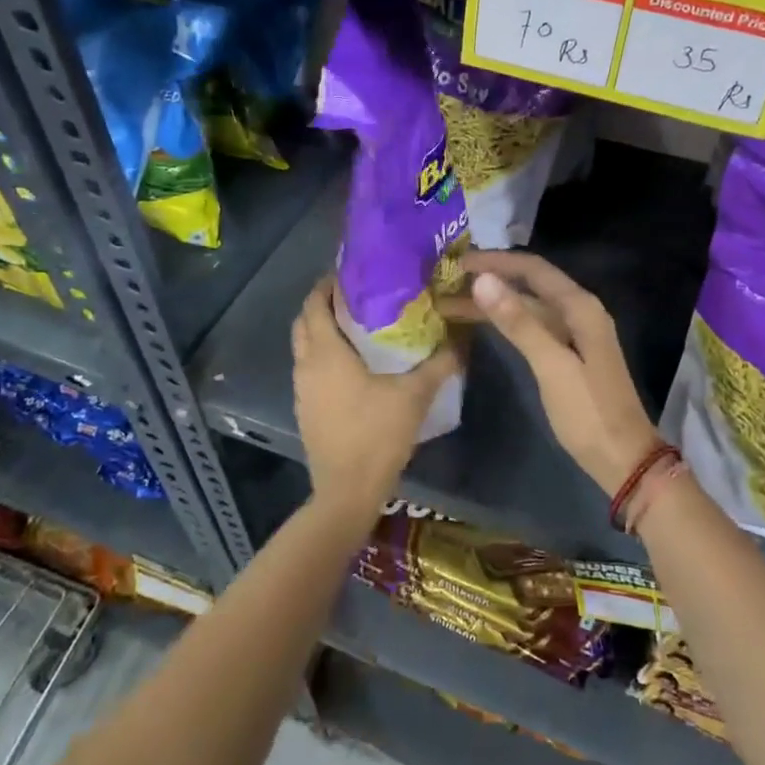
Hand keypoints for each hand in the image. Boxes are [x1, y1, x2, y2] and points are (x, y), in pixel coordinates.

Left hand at [291, 275, 459, 513]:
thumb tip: (462, 338)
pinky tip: (353, 363)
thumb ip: (440, 363)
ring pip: (305, 346)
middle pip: (305, 321)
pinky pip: (310, 368)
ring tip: (358, 323)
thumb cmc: (377, 435)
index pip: (315, 304)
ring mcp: (302, 389)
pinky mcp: (306, 409)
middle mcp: (306, 365)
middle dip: (324, 303)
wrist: (346, 492)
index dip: (328, 284)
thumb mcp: (415, 395)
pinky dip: (324, 354)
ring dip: (323, 329)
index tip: (353, 272)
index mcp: (326, 353)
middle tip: (358, 295)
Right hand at [450, 251, 659, 495]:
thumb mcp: (551, 365)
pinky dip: (506, 323)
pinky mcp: (567, 355)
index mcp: (580, 307)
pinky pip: (531, 327)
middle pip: (529, 285)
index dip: (495, 262)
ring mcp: (574, 334)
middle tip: (446, 283)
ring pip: (527, 307)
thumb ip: (518, 322)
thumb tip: (483, 280)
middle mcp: (579, 312)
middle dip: (489, 281)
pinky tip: (482, 325)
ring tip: (451, 304)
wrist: (622, 459)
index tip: (458, 262)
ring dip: (493, 303)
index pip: (533, 269)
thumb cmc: (588, 412)